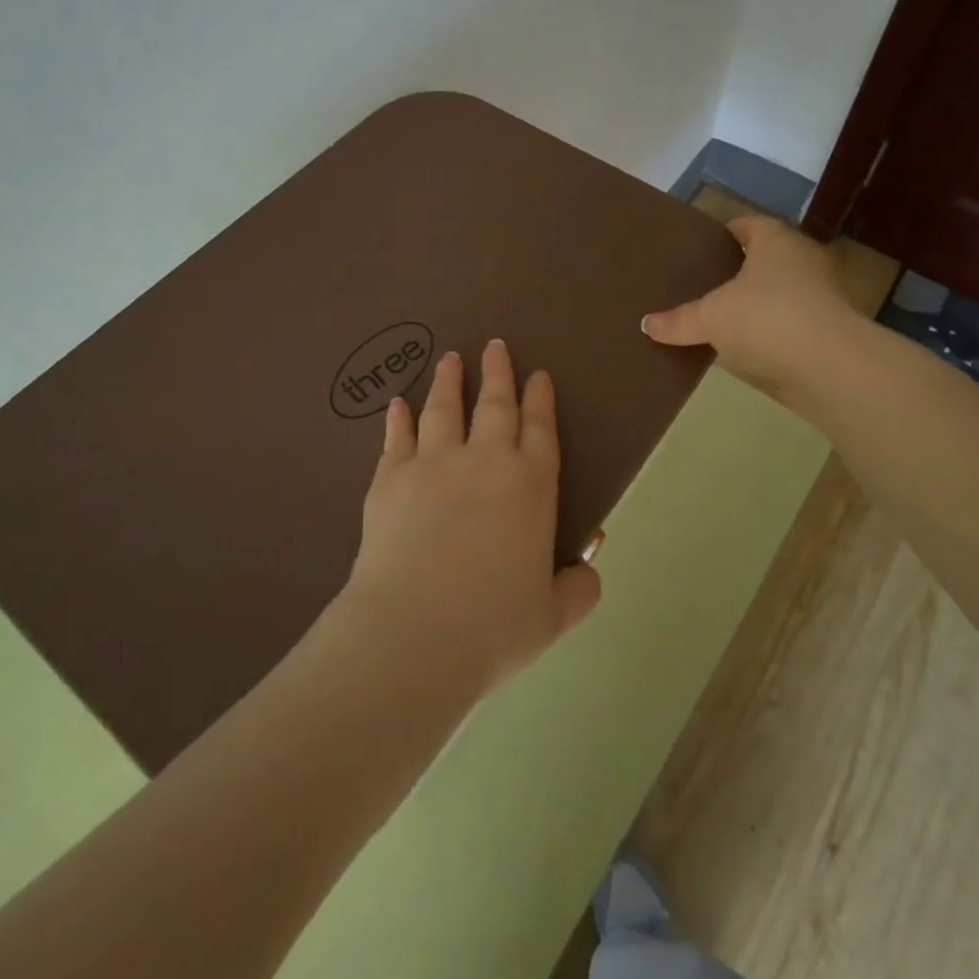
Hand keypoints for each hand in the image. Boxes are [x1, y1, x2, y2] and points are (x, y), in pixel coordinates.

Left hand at [339, 340, 601, 694]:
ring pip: (444, 409)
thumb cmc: (492, 627)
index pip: (540, 429)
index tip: (538, 375)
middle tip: (496, 345)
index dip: (540, 400)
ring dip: (449, 382)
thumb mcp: (552, 617)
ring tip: (450, 359)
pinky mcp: (390, 477)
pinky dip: (399, 418)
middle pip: (495, 405)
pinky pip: (397, 437)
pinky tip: (398, 404)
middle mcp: (485, 461)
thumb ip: (577, 589)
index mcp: (531, 487)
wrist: (415, 633)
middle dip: (498, 373)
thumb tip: (588, 572)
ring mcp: (434, 463)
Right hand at [641, 216, 855, 413]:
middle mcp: (802, 260)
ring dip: (754, 303)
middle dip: (736, 270)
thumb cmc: (767, 319)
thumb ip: (678, 320)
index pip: (747, 225)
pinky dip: (768, 331)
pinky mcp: (826, 330)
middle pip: (763, 258)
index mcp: (775, 241)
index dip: (724, 234)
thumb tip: (645, 324)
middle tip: (702, 283)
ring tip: (718, 317)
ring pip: (777, 292)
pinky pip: (787, 323)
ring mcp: (819, 296)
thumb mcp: (711, 318)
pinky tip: (743, 347)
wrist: (831, 367)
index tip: (700, 249)